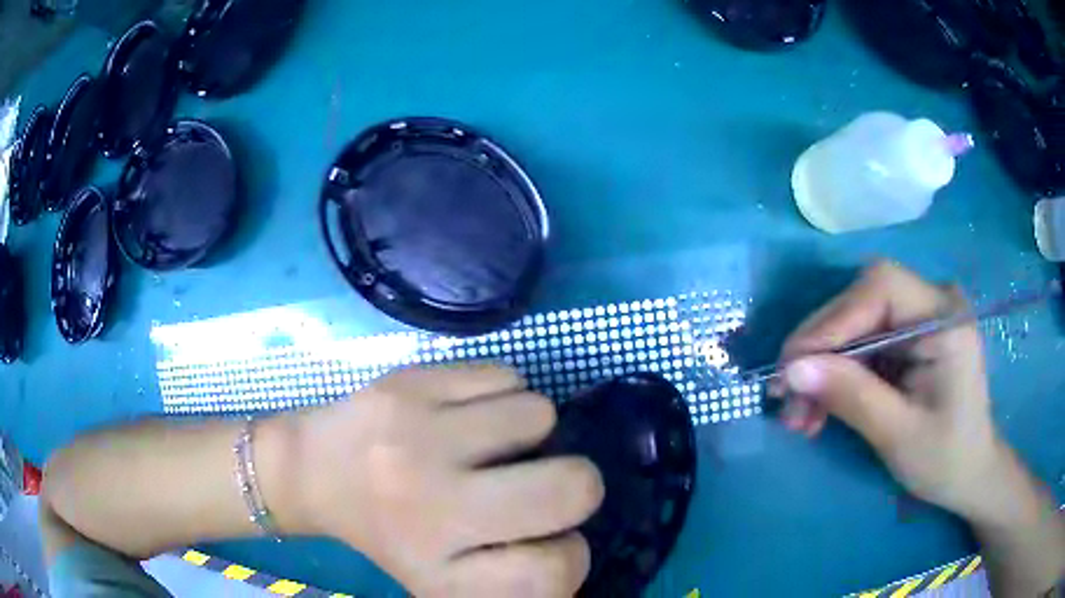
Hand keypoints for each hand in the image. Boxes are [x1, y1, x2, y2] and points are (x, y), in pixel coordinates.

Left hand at [298, 364, 603, 596]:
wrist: (314, 471)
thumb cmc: (390, 535)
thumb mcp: (445, 581)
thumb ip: (512, 578)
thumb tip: (572, 544)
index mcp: (442, 571)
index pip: (556, 571)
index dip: (568, 552)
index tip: (543, 538)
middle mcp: (432, 507)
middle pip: (573, 488)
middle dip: (575, 484)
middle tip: (533, 480)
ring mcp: (418, 436)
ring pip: (541, 415)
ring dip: (530, 432)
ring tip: (488, 444)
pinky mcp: (409, 382)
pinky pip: (506, 375)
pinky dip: (502, 394)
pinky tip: (468, 413)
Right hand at [769, 262, 1008, 519]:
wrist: (970, 474)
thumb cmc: (946, 459)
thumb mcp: (898, 434)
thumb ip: (850, 396)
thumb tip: (792, 370)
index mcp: (945, 318)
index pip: (880, 288)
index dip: (831, 321)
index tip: (791, 367)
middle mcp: (933, 302)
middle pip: (861, 303)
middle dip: (820, 350)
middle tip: (785, 398)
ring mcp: (920, 318)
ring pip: (855, 325)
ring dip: (822, 367)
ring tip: (798, 415)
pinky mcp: (908, 338)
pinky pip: (862, 345)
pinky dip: (836, 376)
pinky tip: (818, 409)